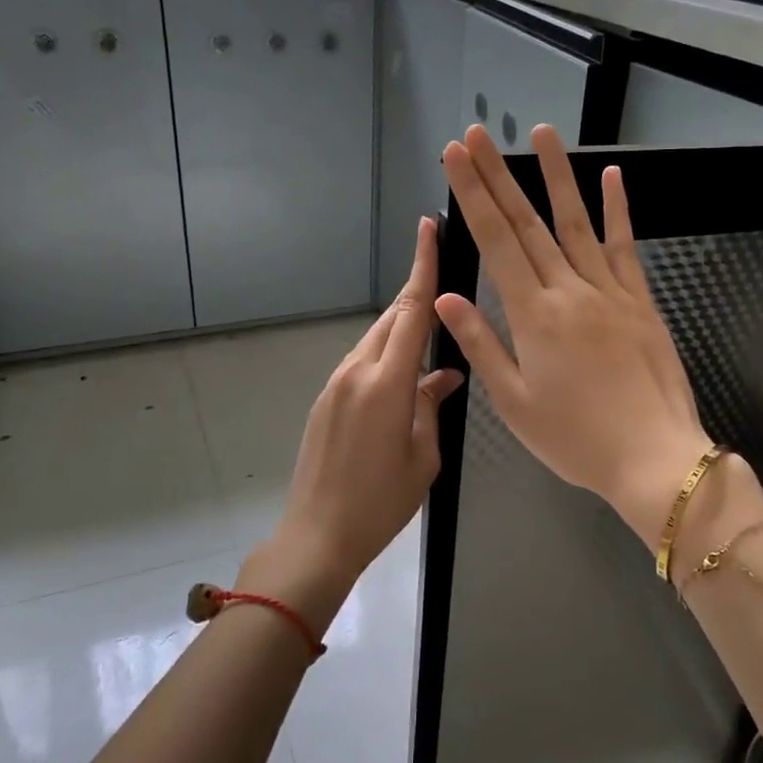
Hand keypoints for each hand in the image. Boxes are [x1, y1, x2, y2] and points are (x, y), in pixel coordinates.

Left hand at [240, 216, 463, 633]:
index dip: (422, 266)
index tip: (428, 227)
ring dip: (402, 328)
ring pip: (375, 339)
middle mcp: (357, 371)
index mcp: (387, 383)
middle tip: (443, 277)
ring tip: (432, 333)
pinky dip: (385, 354)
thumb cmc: (381, 502)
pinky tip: (404, 374)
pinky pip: (361, 361)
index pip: (411, 311)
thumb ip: (432, 405)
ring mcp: (336, 383)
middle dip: (417, 294)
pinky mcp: (325, 398)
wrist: (317, 534)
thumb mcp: (423, 455)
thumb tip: (445, 374)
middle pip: (392, 318)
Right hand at [435, 124, 711, 548]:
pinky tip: (611, 178)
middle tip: (478, 134)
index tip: (456, 156)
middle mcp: (570, 290)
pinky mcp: (641, 301)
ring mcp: (610, 291)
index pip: (496, 241)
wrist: (654, 457)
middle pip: (528, 223)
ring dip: (557, 176)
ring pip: (577, 223)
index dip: (472, 195)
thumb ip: (482, 344)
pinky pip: (625, 247)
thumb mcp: (515, 403)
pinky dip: (617, 211)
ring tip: (541, 133)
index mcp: (534, 315)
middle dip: (498, 175)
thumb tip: (447, 297)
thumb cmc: (576, 438)